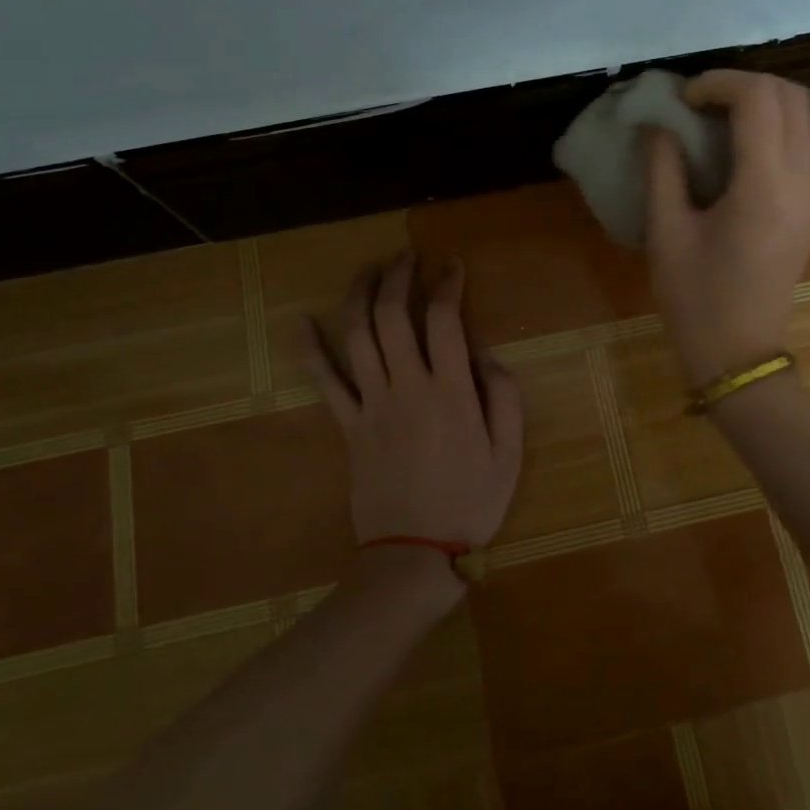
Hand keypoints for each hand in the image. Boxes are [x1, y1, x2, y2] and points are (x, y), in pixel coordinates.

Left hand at [303, 253, 523, 549]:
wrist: (413, 554)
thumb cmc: (470, 503)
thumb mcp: (509, 453)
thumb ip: (504, 397)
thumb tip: (485, 355)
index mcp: (449, 392)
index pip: (444, 321)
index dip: (448, 286)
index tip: (453, 267)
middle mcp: (406, 387)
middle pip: (392, 316)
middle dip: (398, 277)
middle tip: (406, 255)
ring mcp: (371, 405)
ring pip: (357, 336)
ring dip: (359, 295)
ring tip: (369, 269)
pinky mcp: (348, 425)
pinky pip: (325, 381)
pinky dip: (310, 349)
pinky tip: (300, 321)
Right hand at [645, 70, 809, 386]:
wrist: (739, 357)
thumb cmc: (696, 300)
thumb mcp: (666, 233)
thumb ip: (663, 169)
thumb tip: (657, 126)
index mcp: (765, 188)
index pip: (759, 100)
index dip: (719, 82)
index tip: (683, 98)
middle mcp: (801, 184)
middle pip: (793, 97)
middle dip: (746, 84)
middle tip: (700, 101)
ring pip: (802, 120)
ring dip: (760, 105)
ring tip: (711, 120)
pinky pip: (798, 148)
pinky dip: (768, 131)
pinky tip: (729, 152)